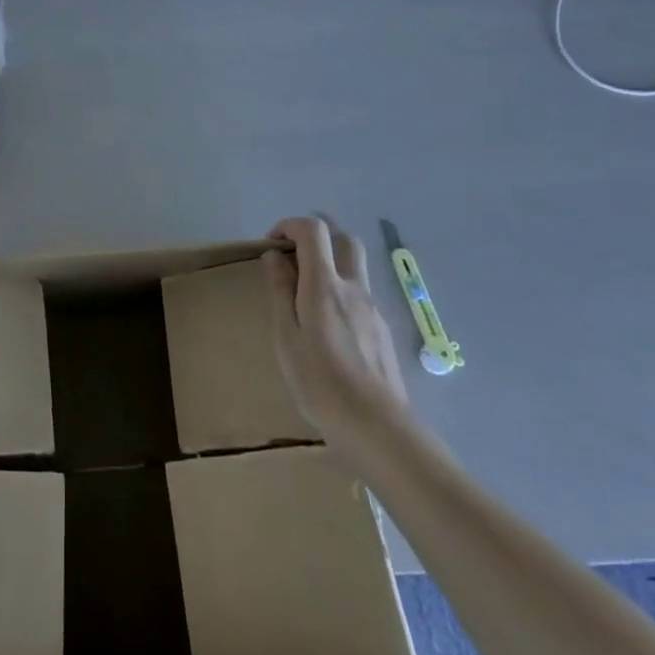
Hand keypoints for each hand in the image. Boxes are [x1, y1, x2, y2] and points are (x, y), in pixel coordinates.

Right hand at [263, 216, 411, 461]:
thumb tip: (275, 257)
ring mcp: (373, 308)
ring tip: (307, 295)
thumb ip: (281, 292)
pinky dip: (341, 291)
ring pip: (355, 266)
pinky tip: (328, 327)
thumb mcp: (286, 337)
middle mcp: (353, 288)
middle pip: (343, 239)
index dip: (290, 226)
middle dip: (317, 237)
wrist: (378, 428)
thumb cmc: (320, 383)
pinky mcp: (383, 330)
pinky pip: (360, 295)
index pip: (313, 230)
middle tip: (294, 260)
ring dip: (331, 264)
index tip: (272, 246)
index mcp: (325, 285)